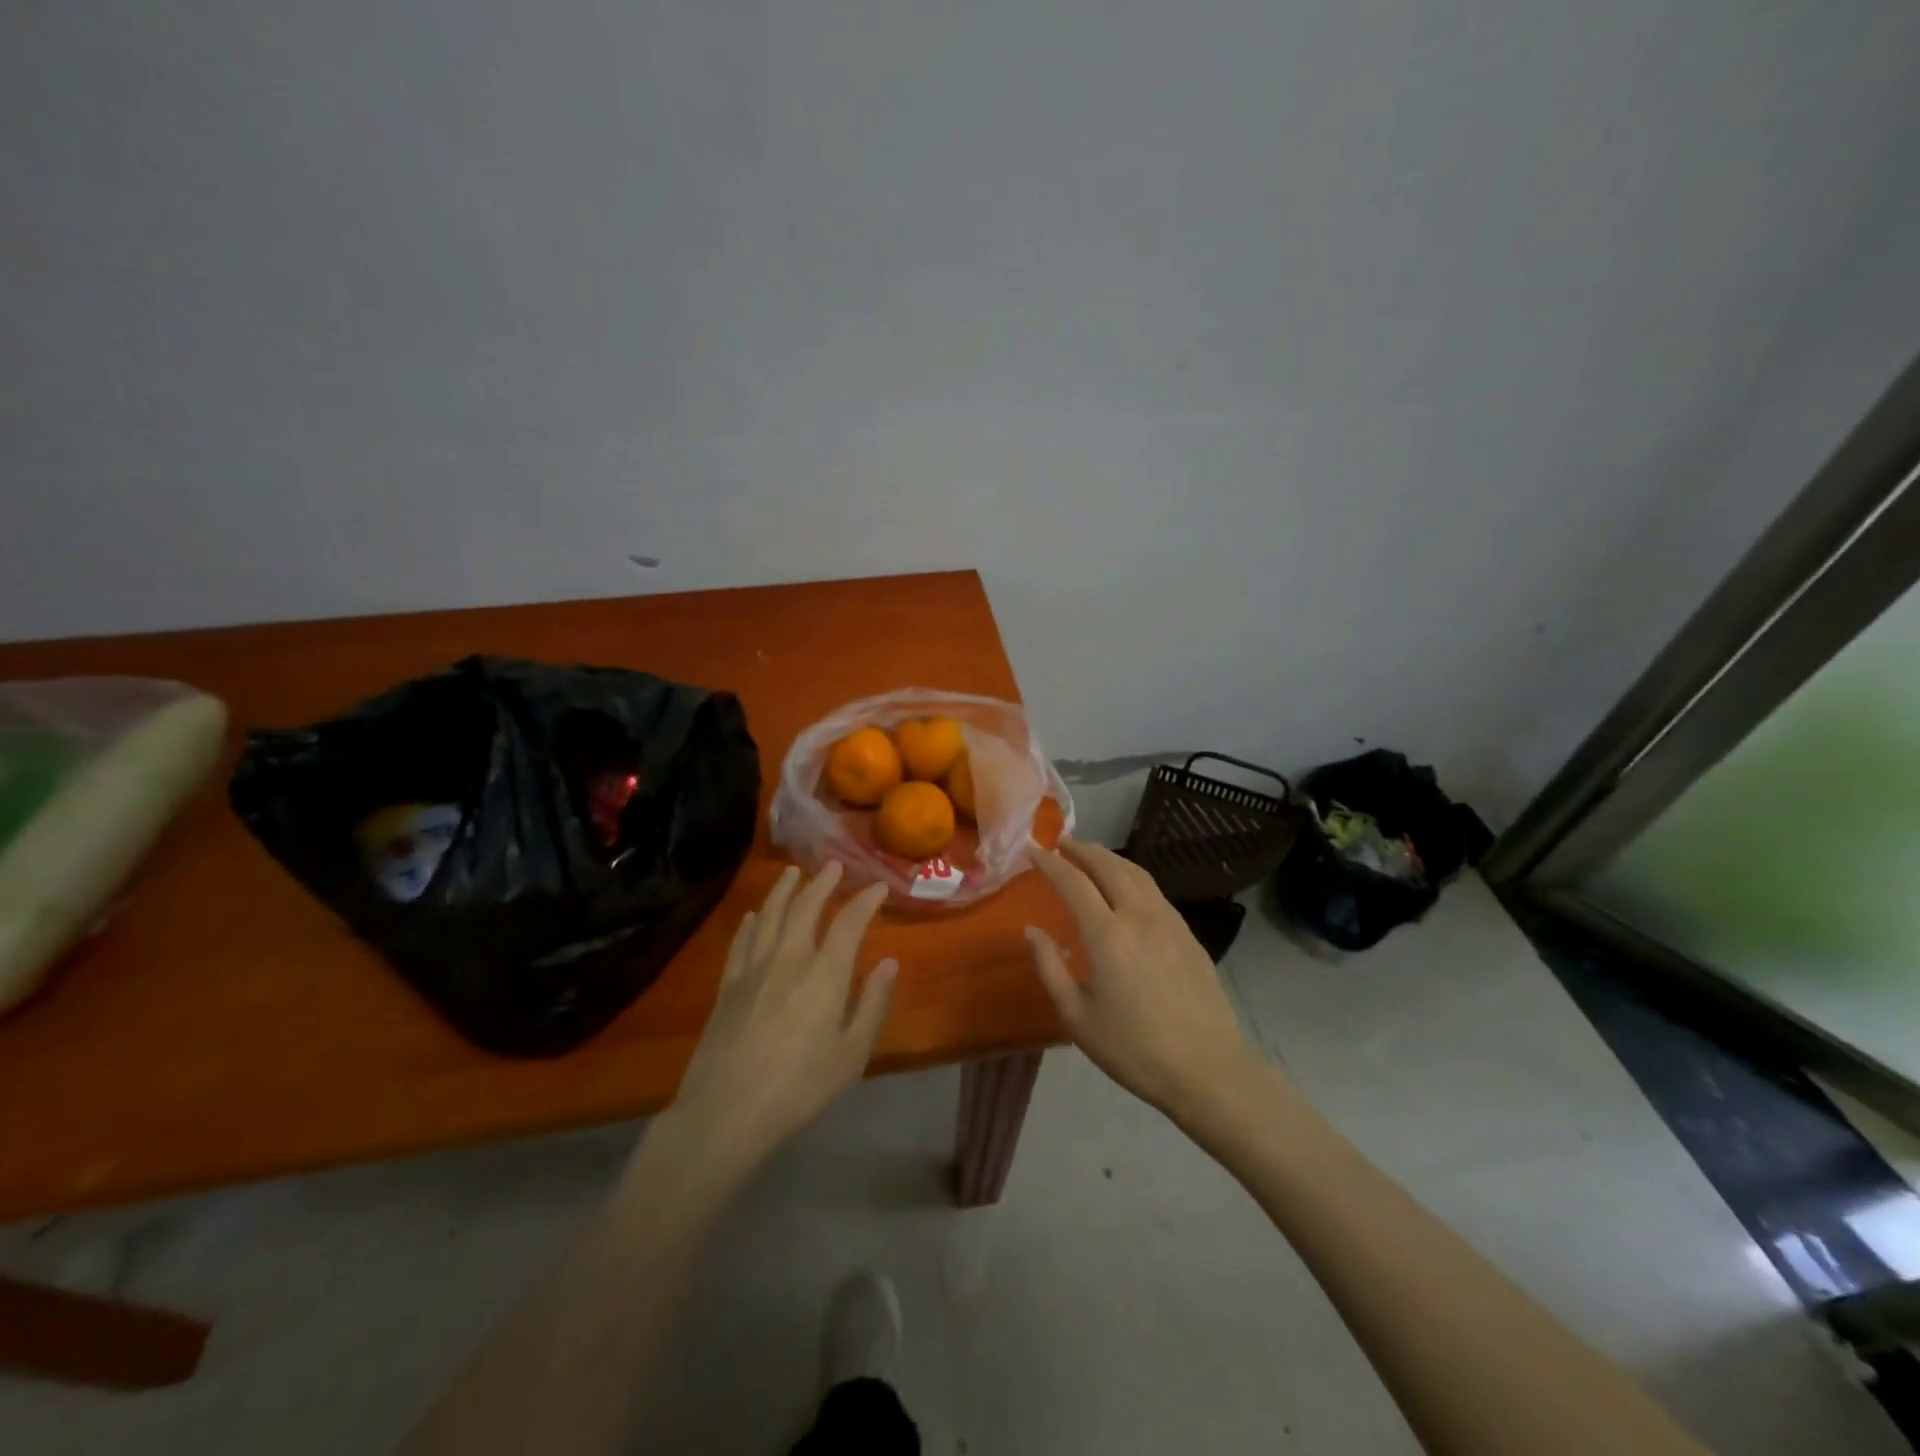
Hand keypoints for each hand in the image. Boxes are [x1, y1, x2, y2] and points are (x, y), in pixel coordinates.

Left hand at [671, 862, 897, 1164]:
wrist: (726, 1113)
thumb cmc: (800, 1088)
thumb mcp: (852, 1054)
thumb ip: (873, 1004)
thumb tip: (889, 962)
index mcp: (825, 975)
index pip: (849, 922)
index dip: (866, 900)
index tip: (878, 886)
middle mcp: (789, 959)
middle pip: (805, 907)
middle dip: (823, 883)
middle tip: (834, 866)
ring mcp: (753, 969)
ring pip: (770, 915)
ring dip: (784, 890)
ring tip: (793, 872)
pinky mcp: (727, 985)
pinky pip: (741, 941)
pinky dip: (751, 922)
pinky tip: (754, 915)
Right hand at [1026, 840, 1262, 1118]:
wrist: (1209, 1069)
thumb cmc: (1134, 1049)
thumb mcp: (1078, 1017)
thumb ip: (1050, 968)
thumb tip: (1032, 931)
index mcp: (1108, 934)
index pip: (1074, 882)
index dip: (1051, 863)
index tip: (1033, 850)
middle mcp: (1139, 916)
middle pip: (1109, 866)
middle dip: (1083, 850)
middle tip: (1062, 845)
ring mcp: (1169, 922)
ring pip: (1137, 873)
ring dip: (1110, 858)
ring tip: (1092, 858)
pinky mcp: (1189, 935)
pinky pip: (1155, 891)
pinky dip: (1133, 876)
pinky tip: (1128, 890)